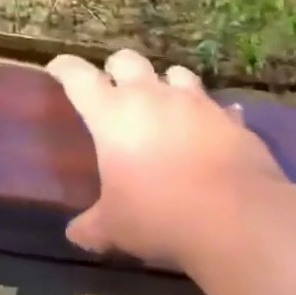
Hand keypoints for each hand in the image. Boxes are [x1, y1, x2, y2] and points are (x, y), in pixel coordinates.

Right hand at [47, 49, 287, 270]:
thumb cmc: (159, 214)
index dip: (64, 68)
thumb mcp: (116, 226)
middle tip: (115, 89)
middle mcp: (150, 96)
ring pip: (175, 73)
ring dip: (166, 84)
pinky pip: (218, 107)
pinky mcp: (231, 120)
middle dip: (118, 69)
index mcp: (111, 113)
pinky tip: (210, 132)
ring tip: (165, 105)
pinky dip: (210, 116)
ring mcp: (195, 103)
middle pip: (127, 60)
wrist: (238, 218)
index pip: (77, 75)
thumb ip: (93, 225)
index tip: (57, 70)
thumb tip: (75, 234)